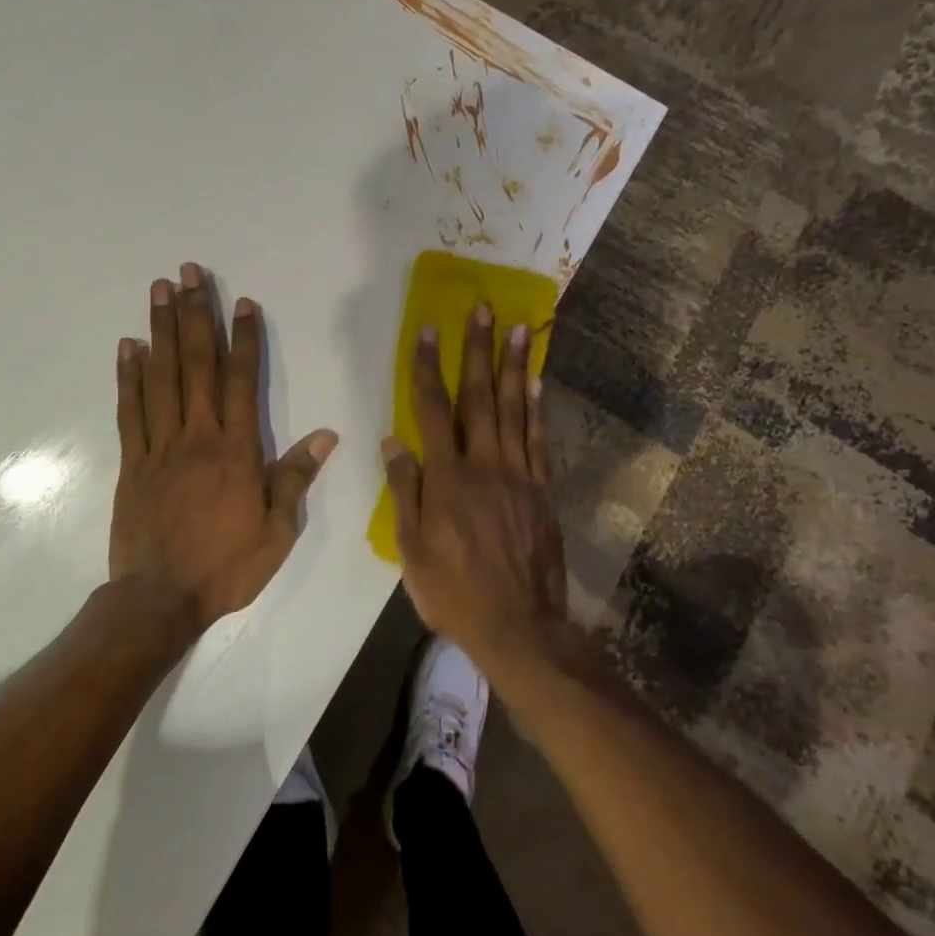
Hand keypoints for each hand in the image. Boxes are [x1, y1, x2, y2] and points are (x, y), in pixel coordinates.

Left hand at [111, 263, 337, 629]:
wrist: (160, 598)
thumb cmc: (226, 566)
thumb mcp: (277, 531)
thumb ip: (296, 478)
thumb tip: (327, 435)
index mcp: (236, 451)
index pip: (243, 381)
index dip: (244, 339)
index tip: (244, 302)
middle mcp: (197, 436)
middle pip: (197, 364)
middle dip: (196, 314)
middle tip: (189, 273)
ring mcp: (160, 446)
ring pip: (162, 377)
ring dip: (161, 330)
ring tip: (159, 290)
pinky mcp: (132, 461)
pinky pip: (130, 410)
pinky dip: (129, 376)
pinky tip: (129, 346)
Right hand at [382, 304, 566, 663]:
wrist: (518, 626)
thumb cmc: (453, 591)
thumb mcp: (412, 548)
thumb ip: (404, 490)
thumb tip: (392, 440)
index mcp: (447, 478)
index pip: (432, 409)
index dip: (428, 367)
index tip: (428, 330)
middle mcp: (484, 465)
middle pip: (480, 397)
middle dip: (478, 350)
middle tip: (483, 308)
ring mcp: (519, 475)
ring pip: (515, 410)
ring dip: (514, 366)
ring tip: (518, 328)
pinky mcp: (542, 490)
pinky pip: (539, 440)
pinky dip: (538, 408)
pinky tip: (537, 382)